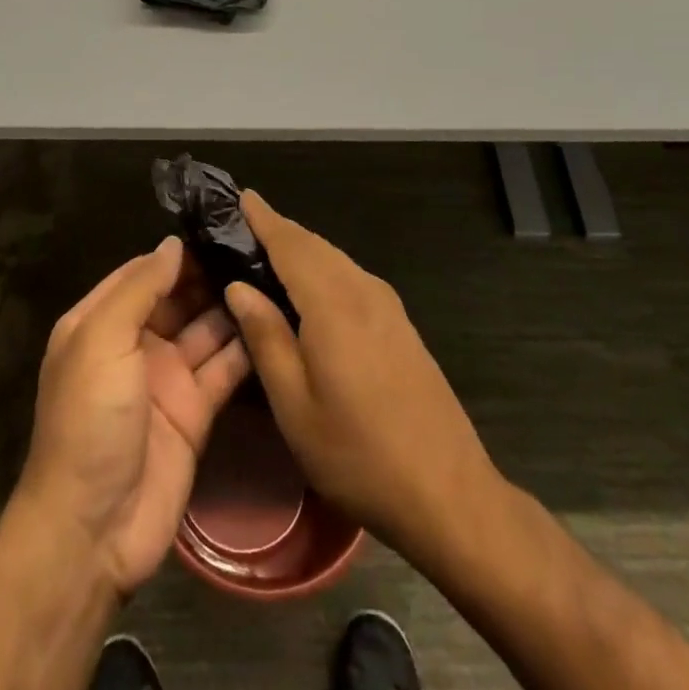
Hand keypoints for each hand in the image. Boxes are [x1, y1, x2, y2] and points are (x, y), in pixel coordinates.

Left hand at [13, 236, 250, 595]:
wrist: (93, 529)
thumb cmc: (89, 419)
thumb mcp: (102, 341)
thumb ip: (138, 289)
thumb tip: (173, 244)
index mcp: (102, 321)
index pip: (143, 272)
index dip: (177, 252)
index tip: (220, 226)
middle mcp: (135, 343)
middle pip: (178, 298)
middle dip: (211, 274)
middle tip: (259, 247)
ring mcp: (167, 378)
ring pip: (205, 329)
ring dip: (232, 306)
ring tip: (275, 275)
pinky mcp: (196, 411)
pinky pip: (223, 369)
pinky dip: (246, 347)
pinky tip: (275, 321)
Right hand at [221, 192, 493, 563]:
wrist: (449, 493)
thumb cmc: (359, 454)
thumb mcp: (295, 406)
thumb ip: (265, 338)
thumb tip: (239, 287)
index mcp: (333, 304)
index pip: (290, 244)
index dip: (264, 218)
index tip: (241, 196)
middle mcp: (363, 291)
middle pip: (314, 245)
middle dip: (280, 230)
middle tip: (244, 225)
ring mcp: (388, 306)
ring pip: (335, 260)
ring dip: (302, 249)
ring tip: (268, 253)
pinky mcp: (401, 324)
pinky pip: (351, 277)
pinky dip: (323, 268)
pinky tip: (310, 290)